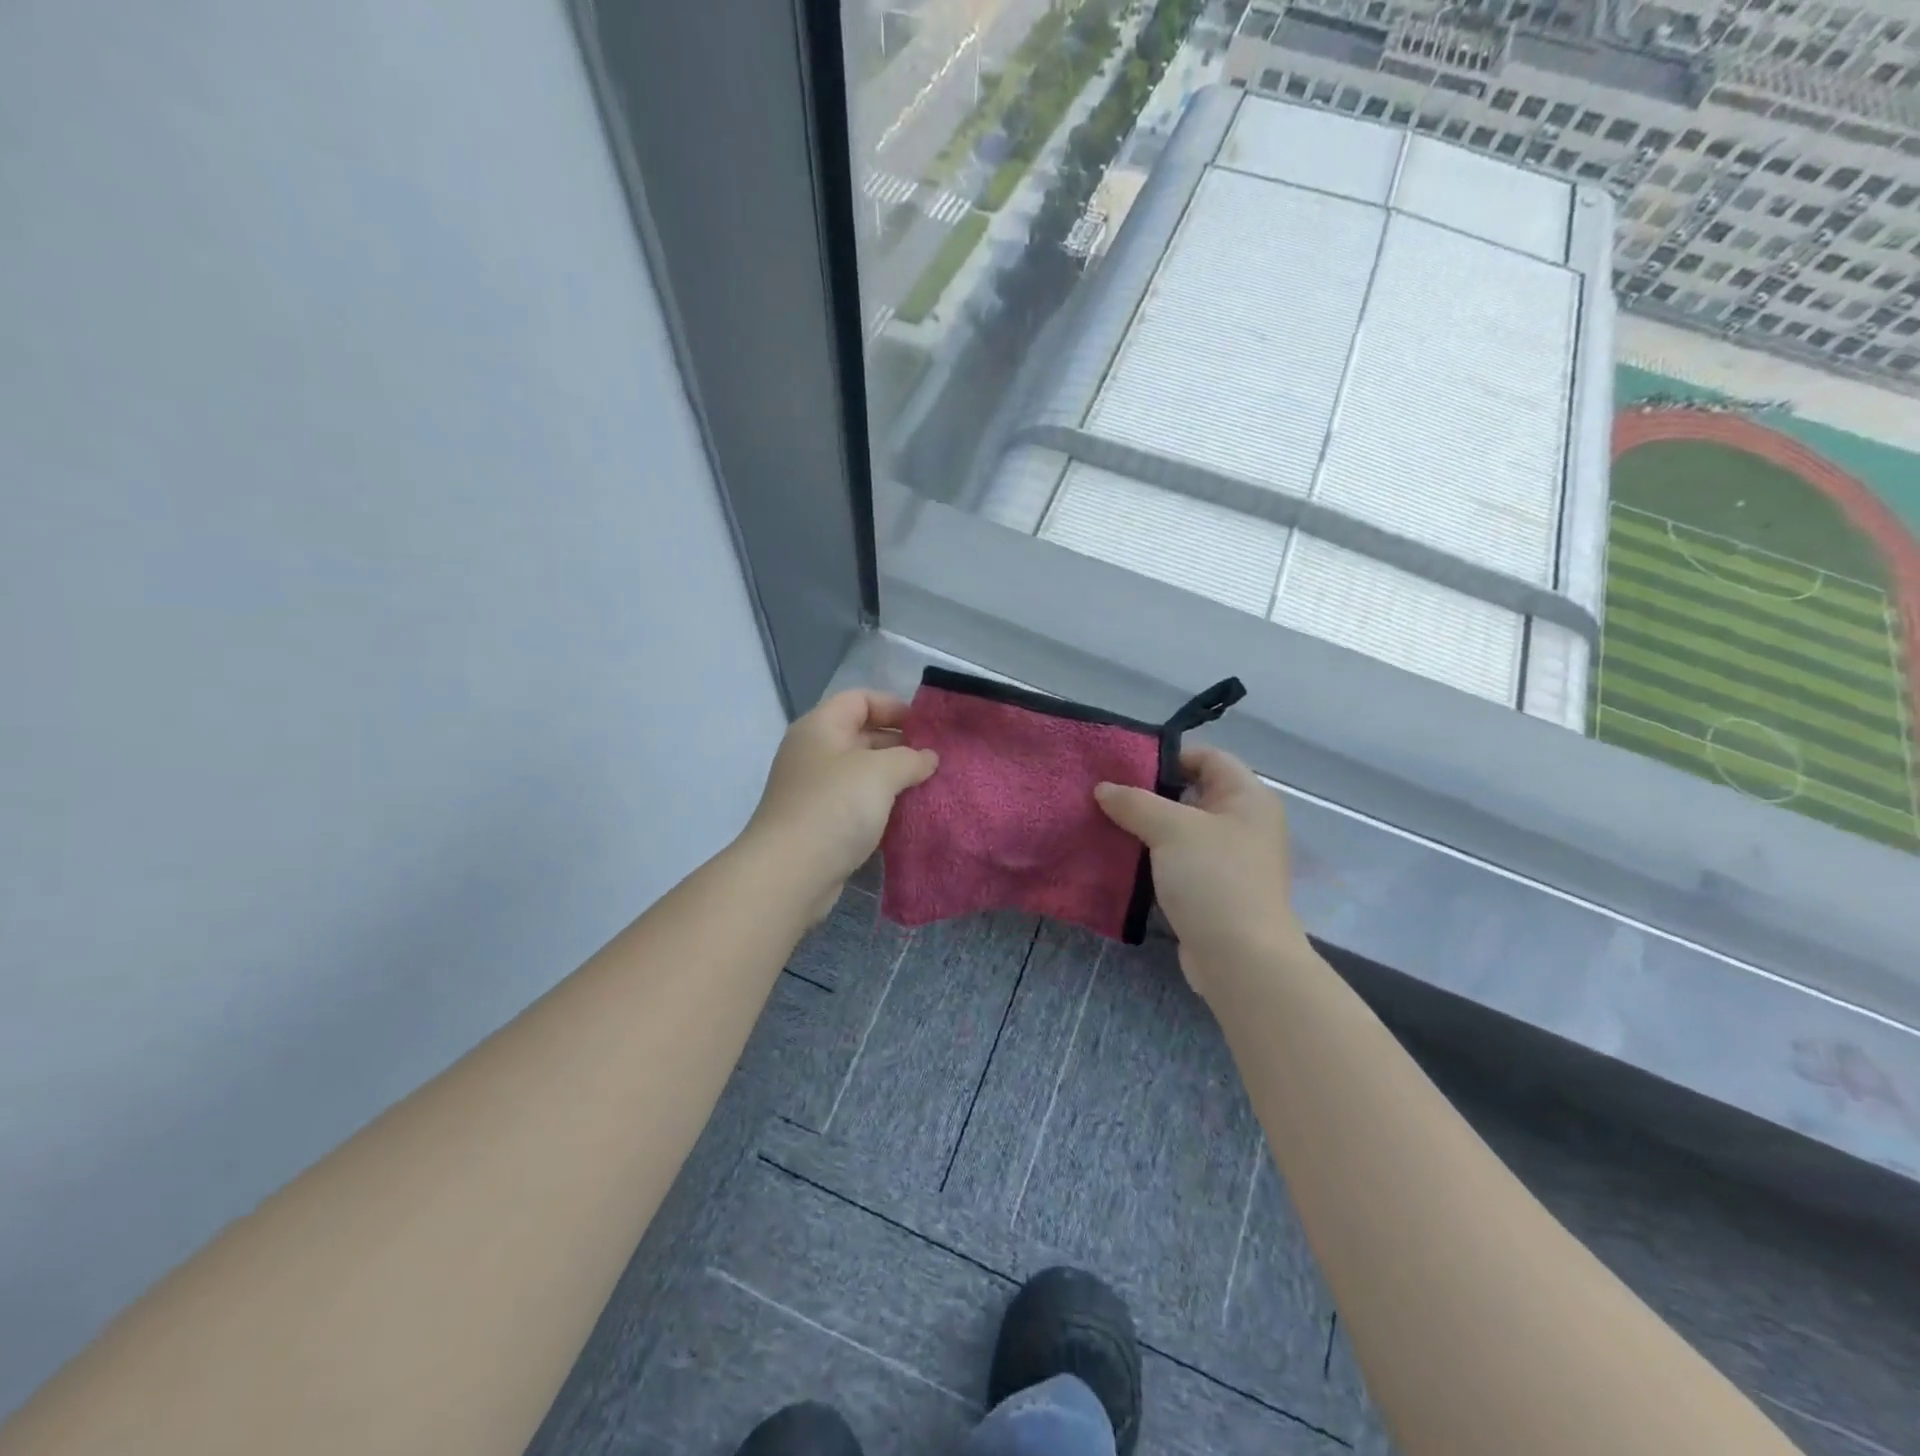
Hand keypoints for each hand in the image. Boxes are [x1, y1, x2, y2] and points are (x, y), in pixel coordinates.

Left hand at [745, 690, 938, 918]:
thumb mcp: (881, 772)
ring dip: (894, 778)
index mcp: (820, 727)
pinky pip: (857, 802)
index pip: (860, 699)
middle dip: (900, 744)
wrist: (791, 872)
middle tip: (936, 760)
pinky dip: (881, 804)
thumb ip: (911, 758)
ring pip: (862, 772)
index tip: (927, 728)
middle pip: (862, 734)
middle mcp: (814, 752)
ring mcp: (814, 789)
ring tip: (929, 786)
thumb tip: (928, 757)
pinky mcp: (820, 822)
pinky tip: (908, 815)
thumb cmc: (835, 807)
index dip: (894, 706)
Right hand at [1093, 744, 1303, 999]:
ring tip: (1103, 820)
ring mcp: (1228, 859)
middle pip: (1191, 792)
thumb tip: (1104, 788)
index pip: (1207, 757)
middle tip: (1105, 792)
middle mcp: (1242, 823)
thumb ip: (1135, 802)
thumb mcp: (1171, 829)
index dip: (1167, 755)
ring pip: (1180, 829)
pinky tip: (1118, 855)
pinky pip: (1177, 861)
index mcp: (1247, 797)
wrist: (1240, 959)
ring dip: (1146, 826)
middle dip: (1148, 792)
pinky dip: (1151, 856)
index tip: (1123, 764)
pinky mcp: (1212, 890)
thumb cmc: (1213, 878)